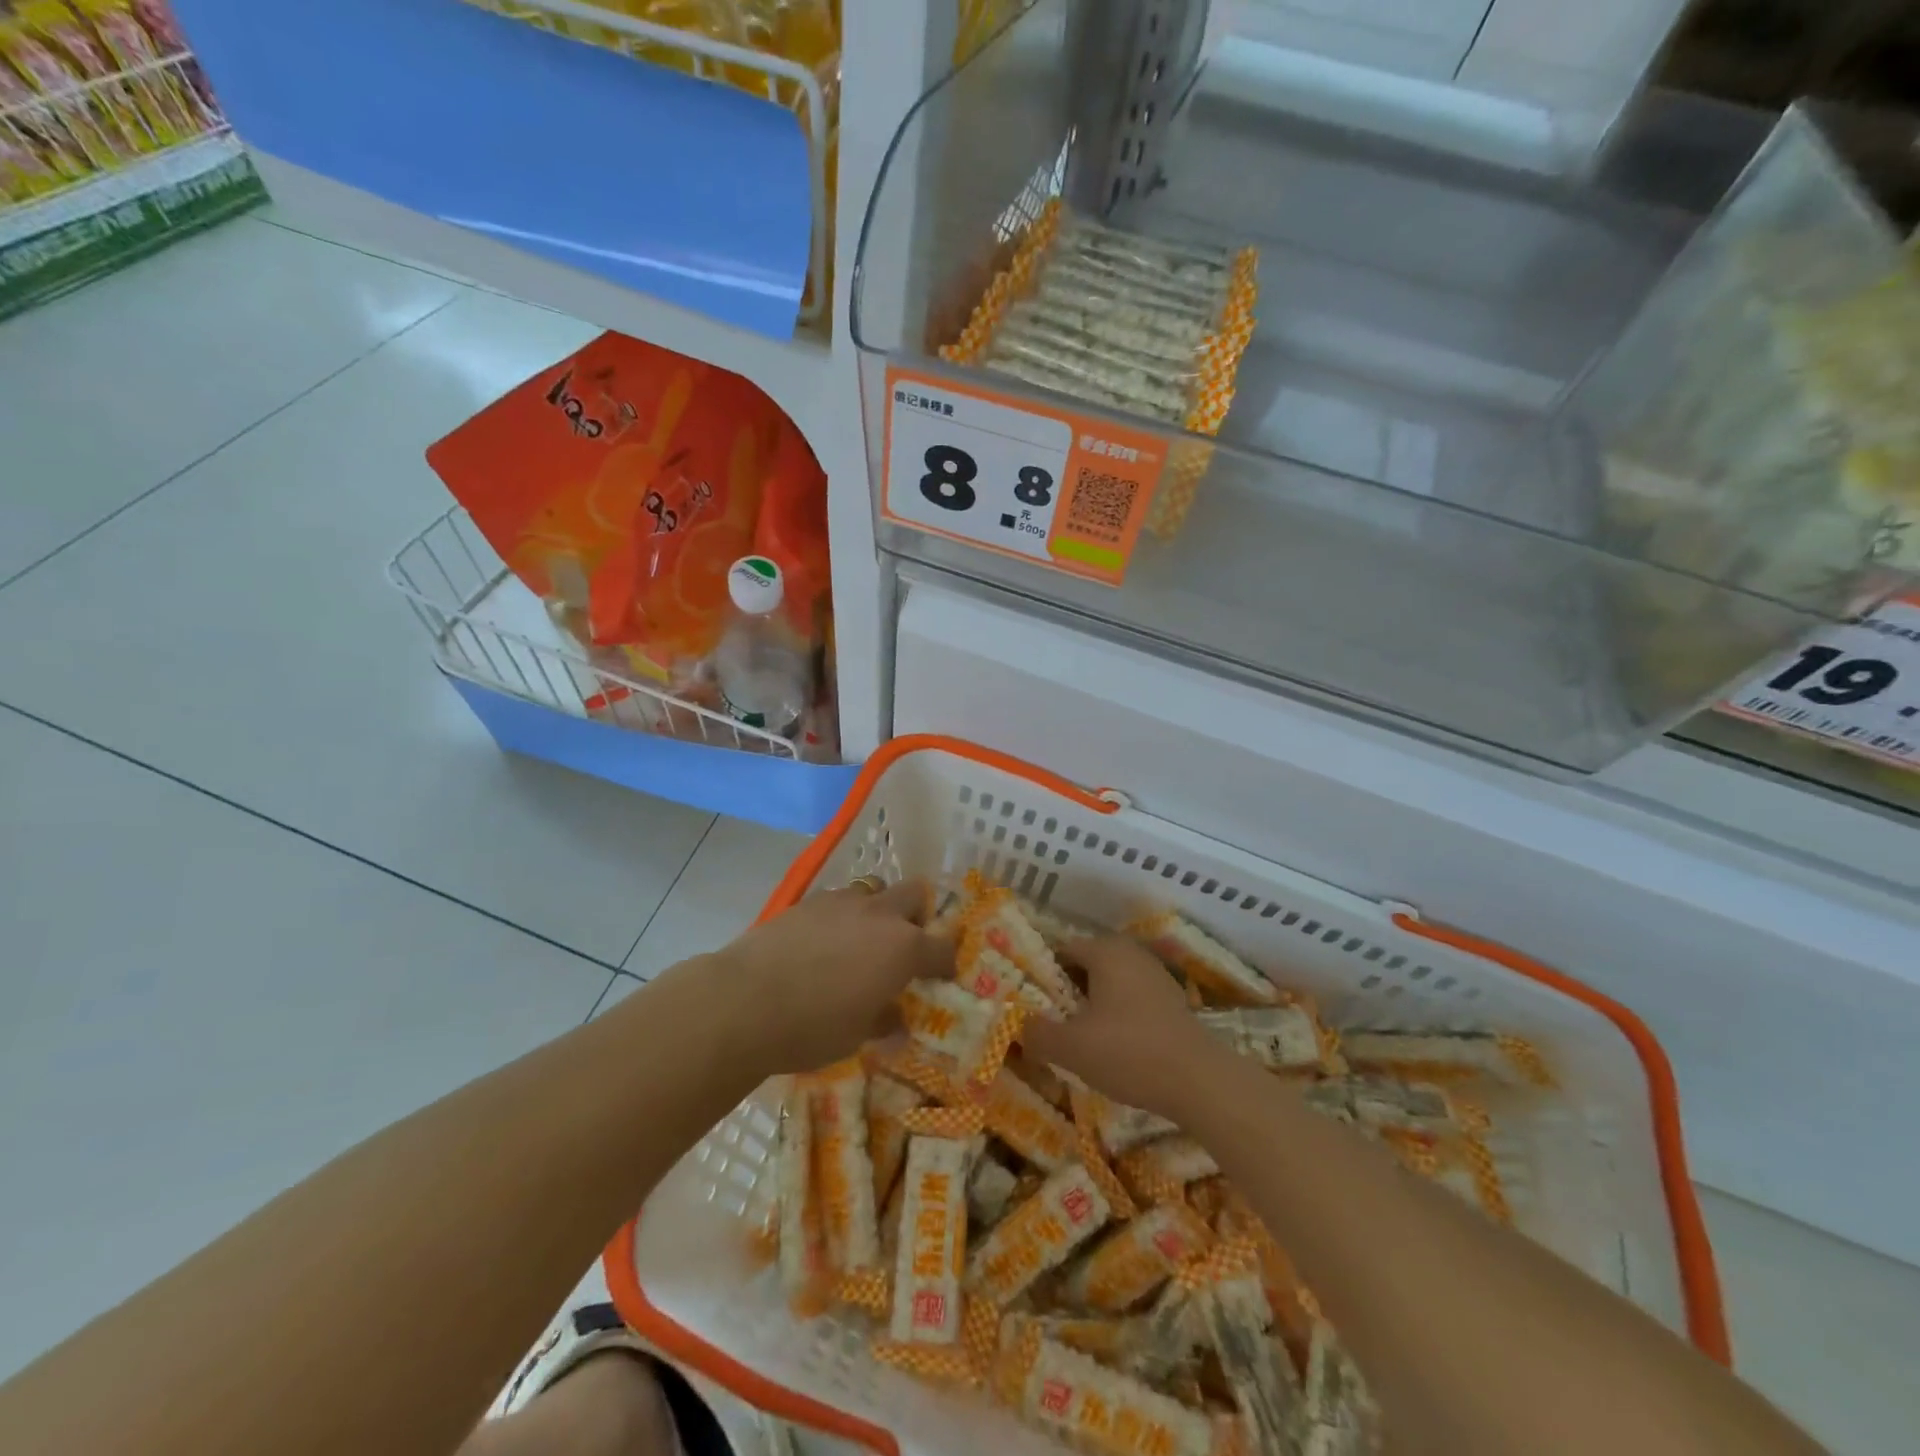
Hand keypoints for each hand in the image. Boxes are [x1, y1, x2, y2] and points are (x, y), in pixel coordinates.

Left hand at [710, 878, 953, 1074]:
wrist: (744, 1001)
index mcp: (903, 948)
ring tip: (861, 940)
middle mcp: (879, 915)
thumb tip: (896, 1020)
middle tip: (904, 945)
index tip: (941, 977)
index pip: (942, 948)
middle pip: (914, 895)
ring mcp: (842, 902)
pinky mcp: (807, 901)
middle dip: (916, 915)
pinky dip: (841, 916)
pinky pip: (838, 900)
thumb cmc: (812, 1028)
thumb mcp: (857, 1035)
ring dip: (876, 910)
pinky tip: (823, 943)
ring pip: (873, 890)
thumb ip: (883, 1020)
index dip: (946, 963)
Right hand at [1022, 935, 1219, 1118]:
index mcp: (1105, 951)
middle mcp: (1131, 953)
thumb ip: (1037, 1033)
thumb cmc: (1129, 1052)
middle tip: (1050, 1021)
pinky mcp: (1173, 1001)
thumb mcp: (1071, 1047)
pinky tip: (1113, 1046)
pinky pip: (1132, 999)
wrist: (1200, 1082)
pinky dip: (1118, 1015)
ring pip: (1111, 983)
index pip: (1062, 950)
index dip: (1042, 974)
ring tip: (1078, 1037)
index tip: (1031, 1002)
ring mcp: (1156, 976)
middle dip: (1067, 990)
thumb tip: (1018, 1025)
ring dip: (1093, 1004)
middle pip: (1087, 965)